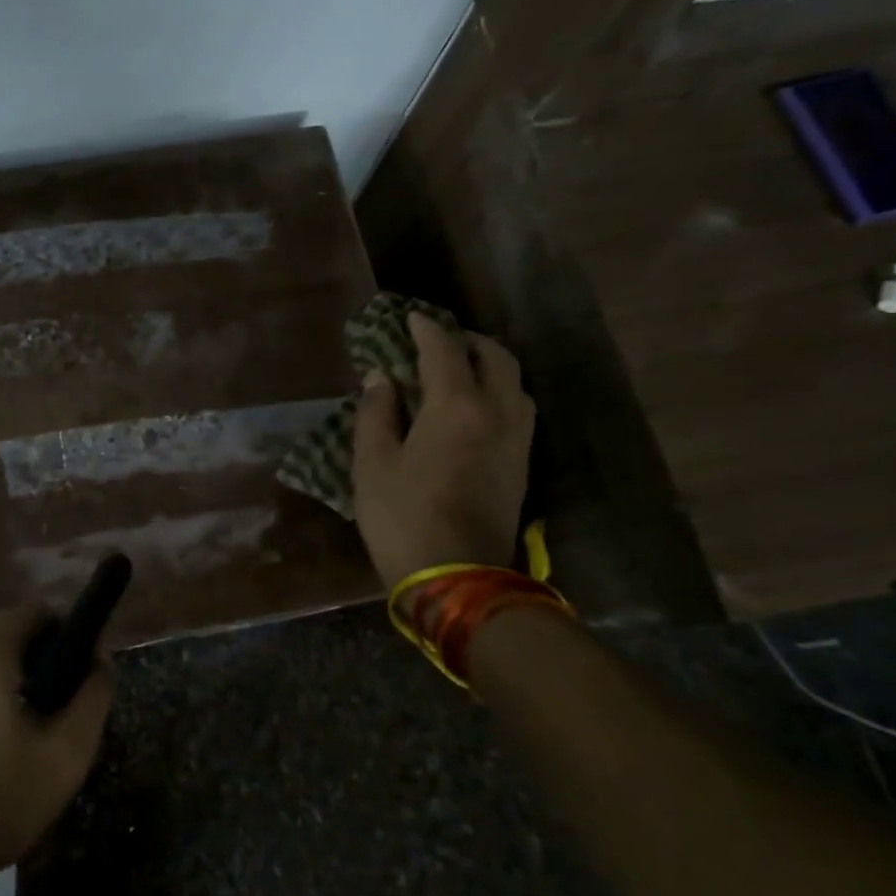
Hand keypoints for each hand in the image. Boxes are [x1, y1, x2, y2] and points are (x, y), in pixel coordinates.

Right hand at [352, 312, 535, 590]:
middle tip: (438, 339)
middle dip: (467, 340)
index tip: (409, 317)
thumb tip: (381, 377)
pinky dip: (499, 390)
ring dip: (489, 364)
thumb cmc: (402, 518)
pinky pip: (518, 408)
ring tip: (459, 368)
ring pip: (515, 382)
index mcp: (456, 407)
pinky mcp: (523, 463)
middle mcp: (497, 412)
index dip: (425, 329)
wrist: (458, 578)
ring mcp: (518, 439)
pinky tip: (475, 405)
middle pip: (495, 357)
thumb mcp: (372, 464)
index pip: (444, 350)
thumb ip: (376, 413)